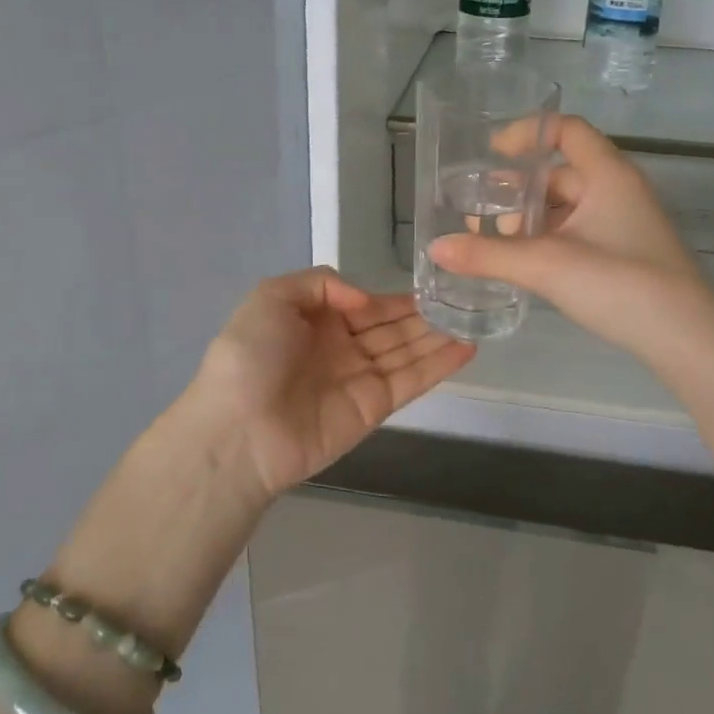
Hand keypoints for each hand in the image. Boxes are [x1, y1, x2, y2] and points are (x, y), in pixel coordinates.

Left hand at [190, 268, 474, 496]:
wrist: (238, 431)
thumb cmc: (249, 357)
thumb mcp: (271, 298)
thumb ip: (319, 282)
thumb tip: (363, 299)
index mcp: (314, 321)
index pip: (365, 305)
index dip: (394, 298)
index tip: (430, 286)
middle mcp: (339, 348)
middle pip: (390, 328)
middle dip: (423, 316)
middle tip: (463, 299)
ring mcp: (358, 379)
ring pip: (406, 351)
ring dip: (438, 336)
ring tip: (474, 318)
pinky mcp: (374, 408)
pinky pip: (411, 381)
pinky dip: (439, 366)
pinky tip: (467, 348)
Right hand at [429, 116, 713, 360]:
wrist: (687, 338)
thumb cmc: (620, 283)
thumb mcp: (547, 265)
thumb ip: (488, 255)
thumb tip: (436, 247)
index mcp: (607, 174)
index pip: (567, 130)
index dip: (528, 133)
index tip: (492, 154)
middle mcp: (618, 191)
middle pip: (560, 173)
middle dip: (518, 191)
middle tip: (479, 213)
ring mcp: (624, 224)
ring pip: (567, 208)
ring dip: (530, 221)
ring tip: (495, 245)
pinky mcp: (625, 255)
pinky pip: (577, 234)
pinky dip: (548, 242)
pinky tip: (524, 266)